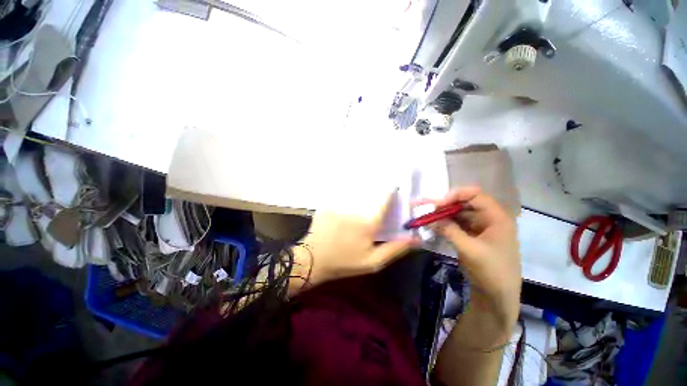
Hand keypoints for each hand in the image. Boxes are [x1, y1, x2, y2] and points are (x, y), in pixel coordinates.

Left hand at [290, 193, 418, 291]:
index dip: (391, 193)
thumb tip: (414, 238)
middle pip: (370, 196)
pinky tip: (345, 207)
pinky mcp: (327, 205)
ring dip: (360, 196)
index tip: (394, 188)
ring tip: (362, 199)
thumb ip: (394, 249)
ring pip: (355, 196)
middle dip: (375, 195)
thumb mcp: (372, 262)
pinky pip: (341, 197)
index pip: (384, 201)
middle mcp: (355, 210)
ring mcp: (339, 205)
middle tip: (376, 198)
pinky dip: (346, 198)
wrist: (313, 260)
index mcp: (368, 223)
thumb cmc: (344, 262)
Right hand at [421, 187, 520, 341]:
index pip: (475, 195)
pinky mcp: (472, 236)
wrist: (497, 297)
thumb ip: (449, 230)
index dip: (455, 195)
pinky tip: (433, 226)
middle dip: (445, 205)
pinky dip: (445, 224)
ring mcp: (480, 227)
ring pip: (458, 213)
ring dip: (443, 215)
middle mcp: (489, 218)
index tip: (437, 204)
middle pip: (464, 203)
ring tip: (426, 217)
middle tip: (427, 209)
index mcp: (497, 217)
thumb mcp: (470, 250)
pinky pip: (456, 224)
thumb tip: (430, 217)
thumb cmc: (492, 272)